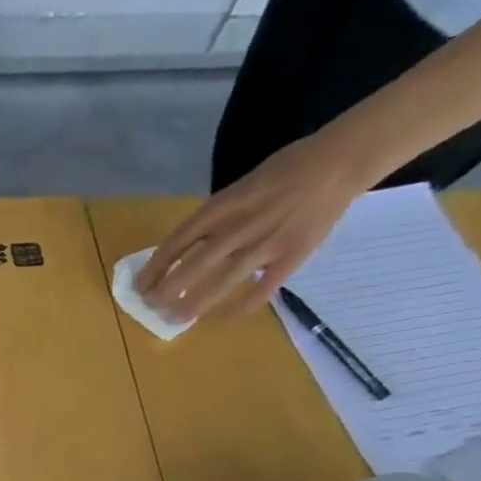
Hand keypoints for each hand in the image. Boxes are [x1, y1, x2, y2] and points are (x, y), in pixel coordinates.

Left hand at [134, 129, 373, 322]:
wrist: (340, 162)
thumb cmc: (284, 171)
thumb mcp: (238, 188)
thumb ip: (214, 219)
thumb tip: (187, 250)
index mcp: (222, 206)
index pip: (177, 242)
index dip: (155, 267)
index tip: (140, 286)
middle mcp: (239, 226)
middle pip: (194, 265)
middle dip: (168, 290)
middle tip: (152, 307)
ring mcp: (266, 243)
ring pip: (223, 280)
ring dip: (196, 303)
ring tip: (176, 319)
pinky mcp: (292, 256)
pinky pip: (263, 288)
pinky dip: (243, 305)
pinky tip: (225, 318)